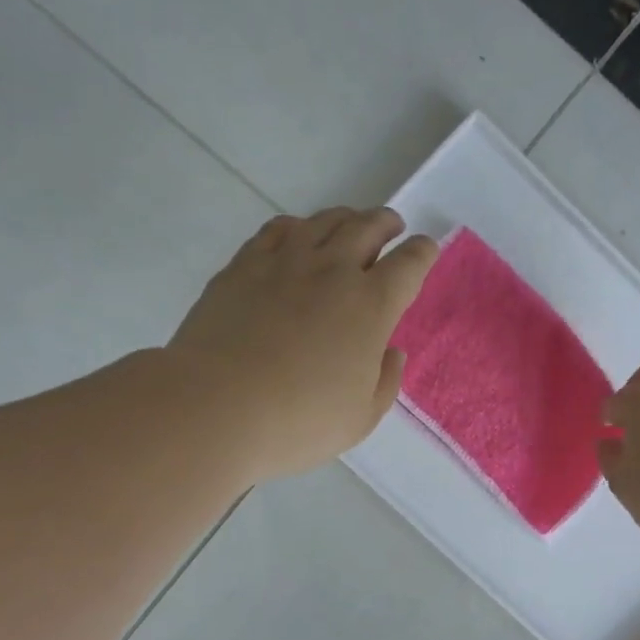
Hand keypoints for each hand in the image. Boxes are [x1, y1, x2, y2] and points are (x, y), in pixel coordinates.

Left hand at [167, 207, 437, 481]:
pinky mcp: (243, 266)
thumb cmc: (298, 422)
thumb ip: (385, 381)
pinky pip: (277, 229)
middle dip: (386, 223)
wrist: (215, 407)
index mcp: (371, 306)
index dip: (423, 252)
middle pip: (367, 227)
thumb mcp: (359, 418)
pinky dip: (297, 227)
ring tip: (349, 224)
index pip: (409, 263)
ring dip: (345, 218)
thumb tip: (391, 352)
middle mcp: (333, 271)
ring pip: (324, 221)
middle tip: (391, 226)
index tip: (425, 249)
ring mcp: (284, 262)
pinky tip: (296, 236)